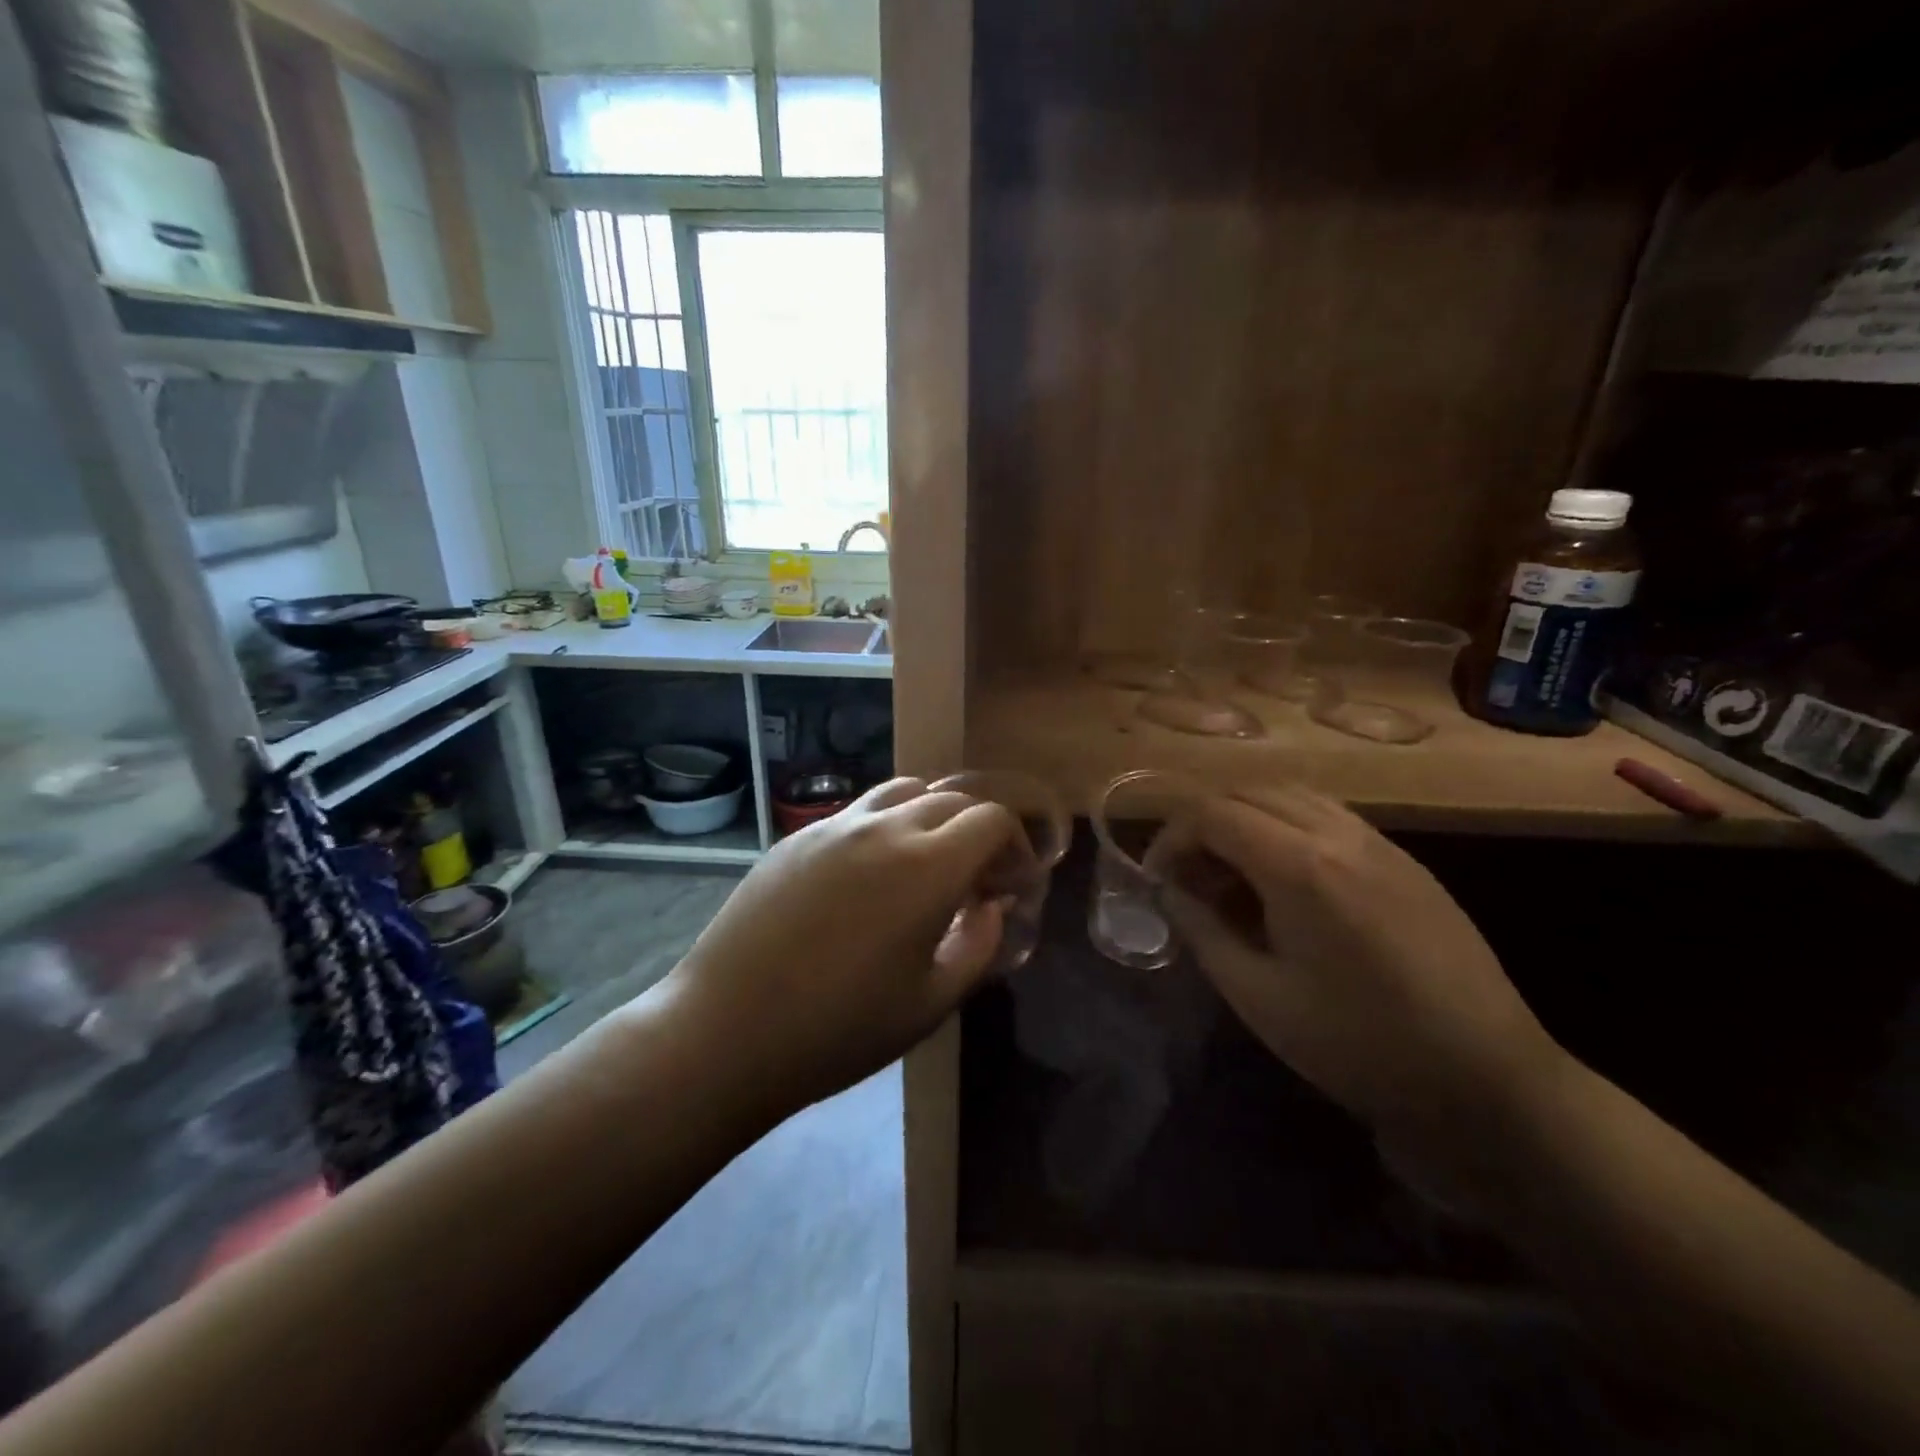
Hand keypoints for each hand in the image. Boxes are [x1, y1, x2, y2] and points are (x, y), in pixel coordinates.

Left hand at [659, 777, 1025, 1115]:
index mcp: (927, 866)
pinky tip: (870, 874)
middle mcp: (885, 827)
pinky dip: (885, 825)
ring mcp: (835, 825)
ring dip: (931, 817)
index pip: (991, 820)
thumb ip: (980, 945)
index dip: (1014, 846)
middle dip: (978, 831)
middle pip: (951, 800)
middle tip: (976, 879)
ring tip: (926, 863)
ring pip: (903, 792)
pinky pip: (858, 811)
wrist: (727, 1030)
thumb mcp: (931, 1002)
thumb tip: (993, 906)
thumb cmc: (840, 1029)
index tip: (1011, 884)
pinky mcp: (798, 836)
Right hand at [1156, 787, 1566, 1151]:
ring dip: (1245, 817)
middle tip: (1188, 874)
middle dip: (1203, 822)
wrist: (1486, 1080)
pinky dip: (1286, 824)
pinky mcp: (1404, 859)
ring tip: (1231, 871)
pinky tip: (1284, 877)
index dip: (1171, 836)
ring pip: (1290, 793)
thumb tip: (1172, 892)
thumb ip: (1203, 931)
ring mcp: (1379, 841)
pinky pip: (1328, 814)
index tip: (1158, 878)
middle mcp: (1339, 834)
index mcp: (1300, 866)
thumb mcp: (1258, 997)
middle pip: (1248, 791)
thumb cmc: (1358, 1045)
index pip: (1213, 812)